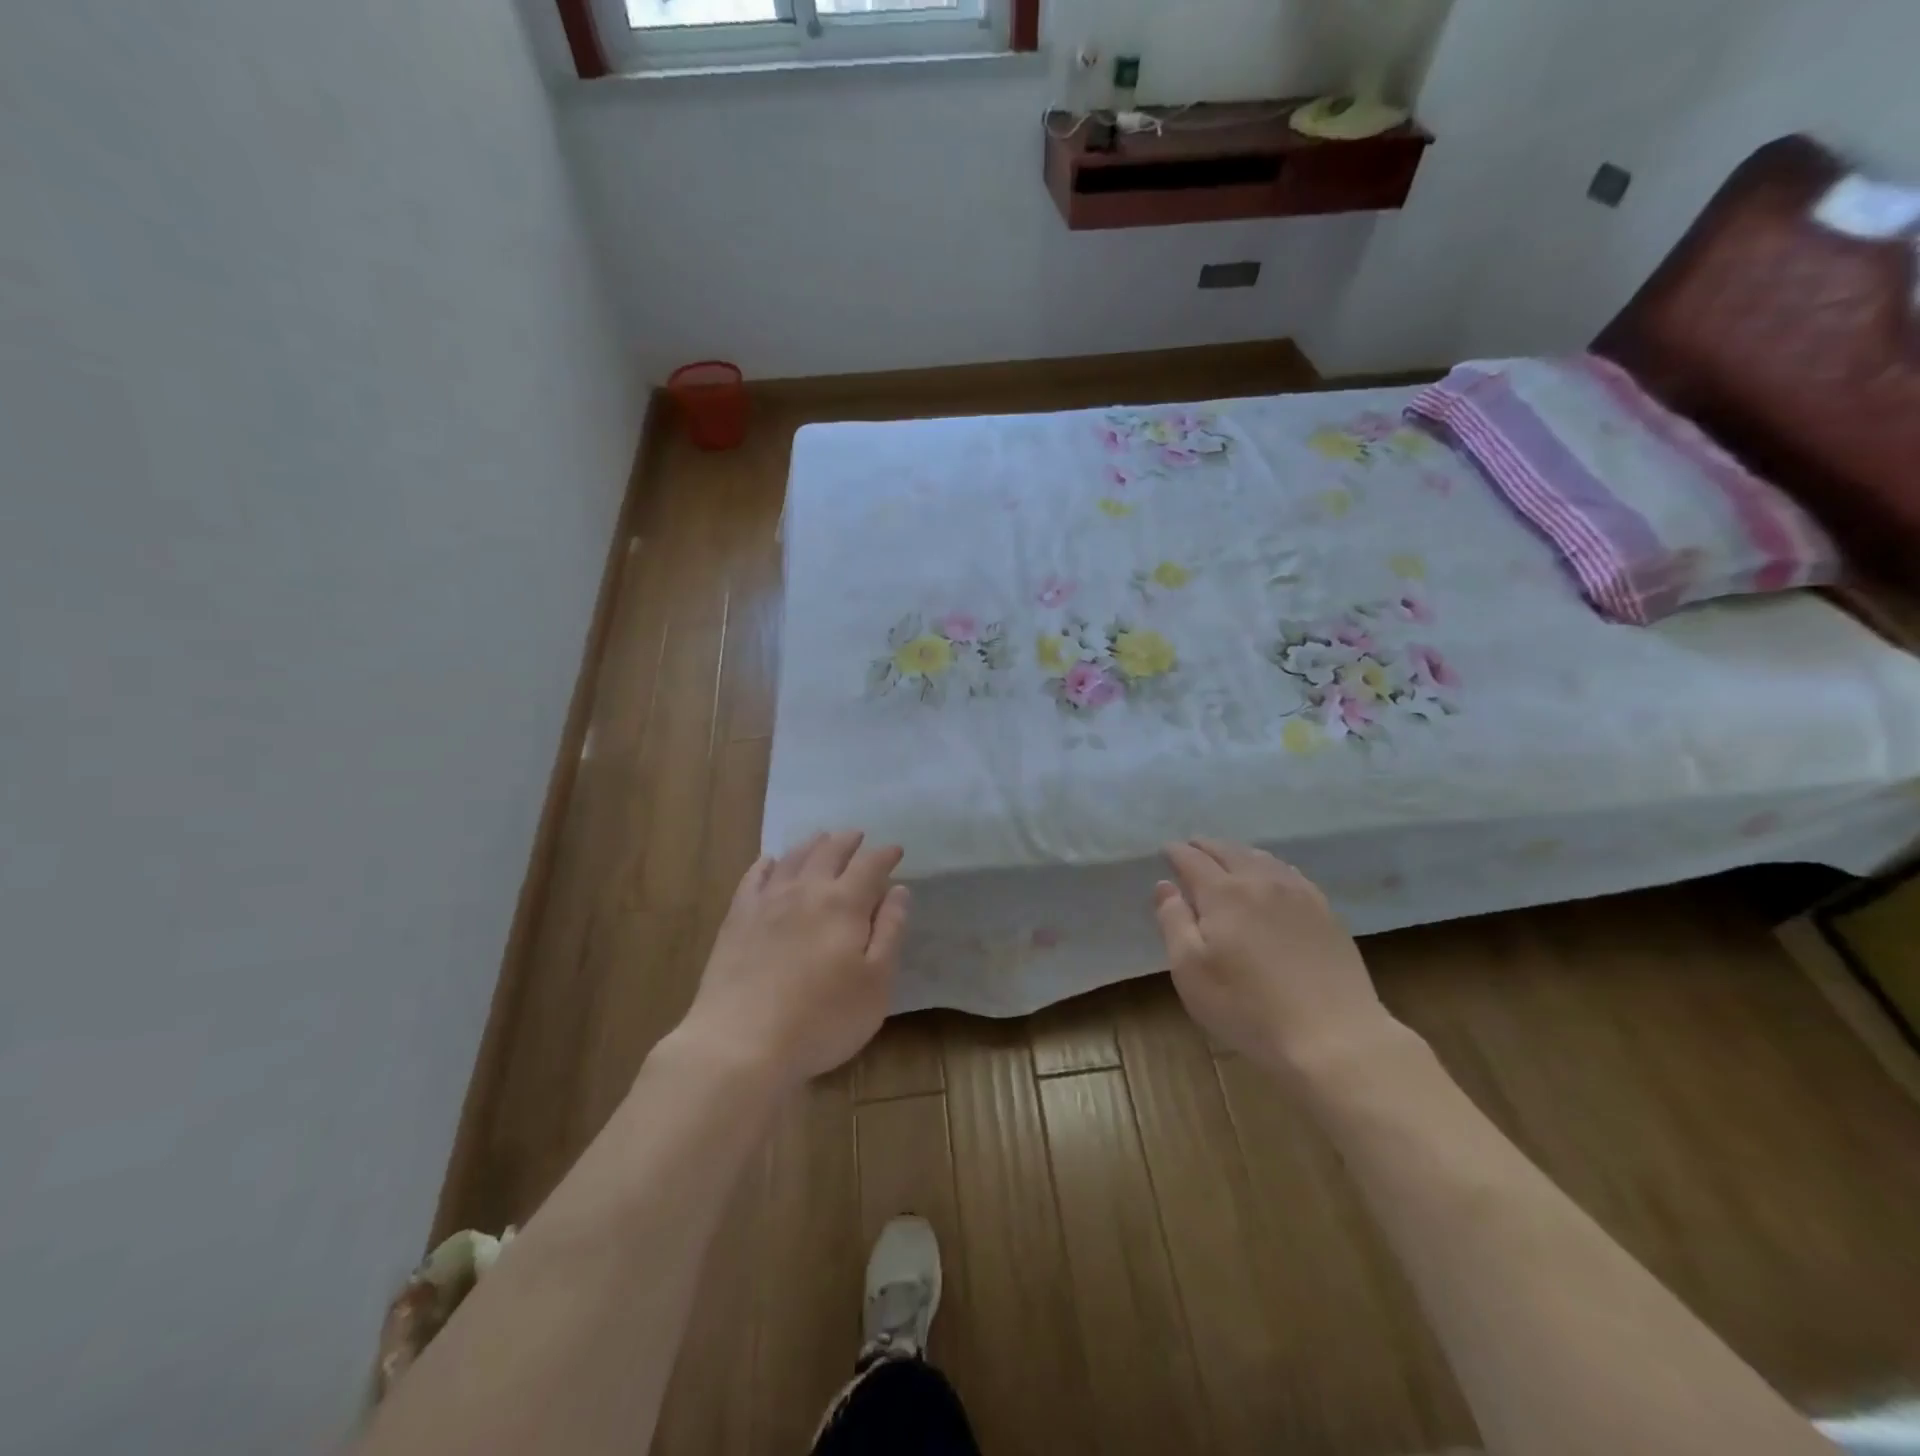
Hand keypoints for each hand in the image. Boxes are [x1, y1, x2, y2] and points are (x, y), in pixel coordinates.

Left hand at [674, 830, 909, 1093]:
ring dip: (811, 844)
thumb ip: (890, 931)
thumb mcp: (876, 983)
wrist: (740, 1043)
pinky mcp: (737, 919)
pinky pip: (754, 878)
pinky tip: (769, 862)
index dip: (885, 855)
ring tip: (821, 838)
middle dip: (848, 841)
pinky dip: (766, 864)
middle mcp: (806, 890)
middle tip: (858, 836)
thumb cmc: (821, 1019)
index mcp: (844, 904)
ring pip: (793, 858)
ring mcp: (767, 902)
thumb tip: (899, 890)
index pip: (870, 866)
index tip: (896, 850)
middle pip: (829, 852)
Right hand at [1153, 838, 1398, 1073]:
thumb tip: (1165, 885)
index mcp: (1223, 893)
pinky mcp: (1325, 912)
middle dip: (1206, 846)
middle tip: (1192, 846)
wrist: (1333, 1036)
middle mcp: (1261, 881)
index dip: (1177, 852)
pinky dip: (1270, 866)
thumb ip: (1173, 922)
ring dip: (1238, 852)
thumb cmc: (1248, 1007)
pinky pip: (1290, 874)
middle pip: (1229, 851)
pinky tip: (1271, 877)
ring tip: (1227, 856)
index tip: (1166, 849)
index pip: (1193, 860)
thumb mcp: (1190, 970)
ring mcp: (1298, 894)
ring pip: (1262, 858)